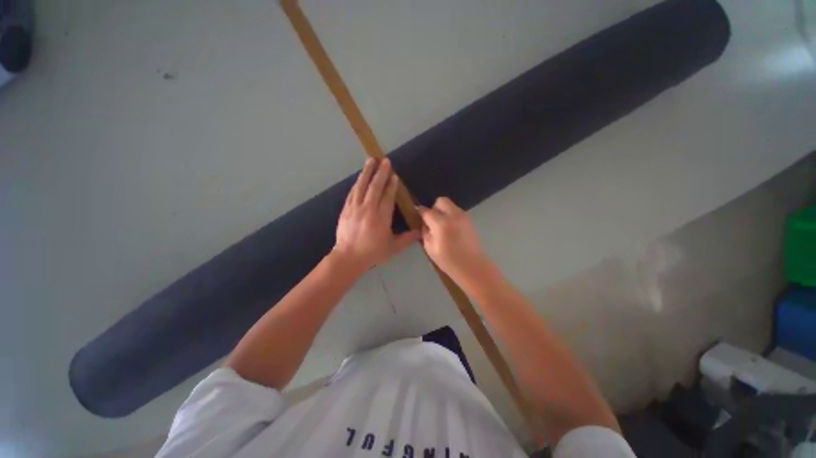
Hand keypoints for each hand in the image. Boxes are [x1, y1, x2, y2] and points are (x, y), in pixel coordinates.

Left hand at [333, 158, 418, 272]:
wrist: (348, 257)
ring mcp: (355, 208)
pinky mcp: (346, 209)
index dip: (392, 185)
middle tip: (385, 161)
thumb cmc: (372, 252)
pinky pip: (352, 193)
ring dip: (367, 172)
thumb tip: (420, 231)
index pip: (387, 196)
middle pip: (375, 187)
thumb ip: (408, 238)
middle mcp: (368, 209)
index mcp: (381, 217)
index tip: (394, 175)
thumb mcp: (393, 248)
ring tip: (370, 160)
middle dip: (381, 173)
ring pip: (361, 186)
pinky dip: (357, 183)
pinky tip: (359, 177)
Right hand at [418, 197, 490, 282]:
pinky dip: (451, 215)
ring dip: (443, 211)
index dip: (420, 213)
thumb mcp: (430, 248)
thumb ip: (425, 232)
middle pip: (441, 201)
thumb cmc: (449, 261)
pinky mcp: (469, 220)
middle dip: (434, 208)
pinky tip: (450, 229)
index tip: (418, 217)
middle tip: (432, 221)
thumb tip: (424, 223)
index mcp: (441, 224)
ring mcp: (463, 216)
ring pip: (450, 205)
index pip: (426, 211)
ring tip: (441, 226)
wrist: (472, 266)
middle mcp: (453, 215)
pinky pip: (456, 211)